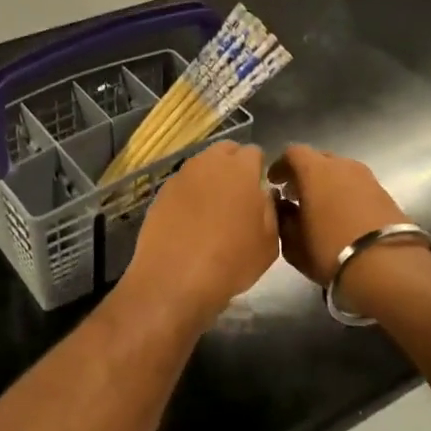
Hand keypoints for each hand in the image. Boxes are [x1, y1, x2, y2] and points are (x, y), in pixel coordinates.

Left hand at [124, 142, 278, 324]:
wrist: (174, 280)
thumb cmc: (231, 261)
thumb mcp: (269, 242)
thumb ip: (270, 209)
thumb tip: (263, 194)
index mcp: (240, 169)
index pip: (254, 152)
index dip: (259, 169)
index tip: (260, 189)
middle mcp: (208, 164)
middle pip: (225, 151)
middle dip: (233, 165)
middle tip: (238, 195)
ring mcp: (181, 177)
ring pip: (201, 166)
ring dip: (210, 178)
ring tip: (213, 208)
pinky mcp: (160, 194)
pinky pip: (182, 185)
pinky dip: (190, 195)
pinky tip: (191, 220)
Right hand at [268, 145, 409, 283]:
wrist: (387, 267)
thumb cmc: (330, 251)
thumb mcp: (294, 244)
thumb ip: (284, 220)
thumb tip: (284, 208)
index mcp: (315, 170)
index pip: (293, 153)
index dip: (281, 166)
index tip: (274, 183)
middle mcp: (343, 166)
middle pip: (319, 160)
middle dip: (305, 174)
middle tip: (295, 196)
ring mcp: (368, 178)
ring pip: (341, 173)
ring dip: (328, 185)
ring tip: (320, 208)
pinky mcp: (386, 194)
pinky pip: (358, 187)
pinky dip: (346, 195)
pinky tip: (342, 217)